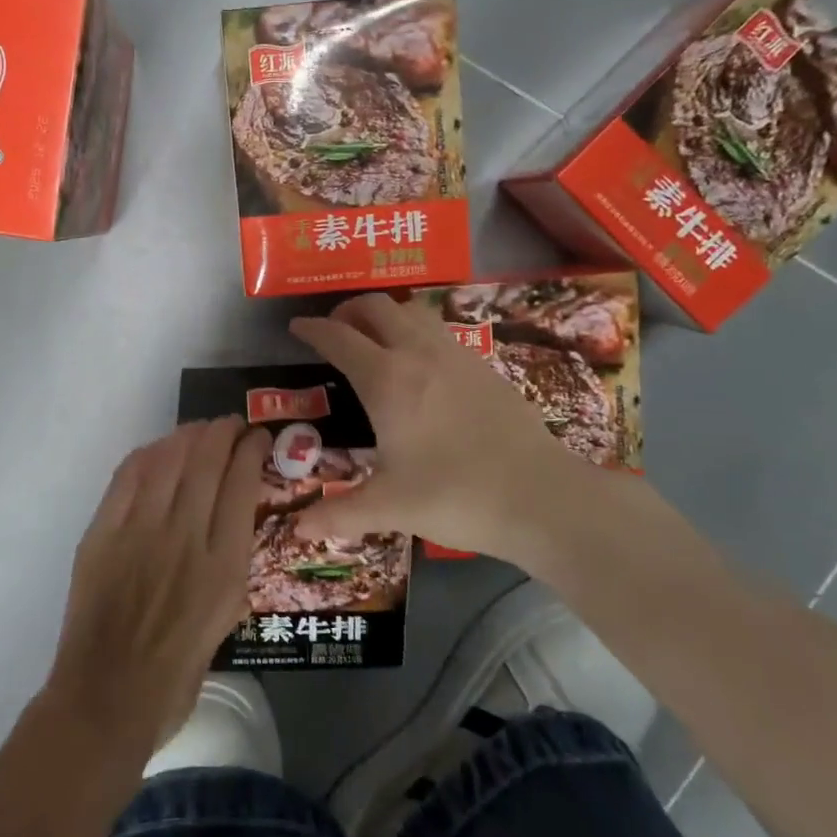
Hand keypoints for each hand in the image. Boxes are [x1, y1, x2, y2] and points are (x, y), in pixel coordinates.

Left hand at [43, 418, 270, 760]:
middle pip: (207, 460)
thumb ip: (232, 561)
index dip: (251, 450)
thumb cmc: (178, 671)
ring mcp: (140, 530)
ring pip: (169, 459)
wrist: (109, 696)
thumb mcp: (228, 617)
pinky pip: (129, 476)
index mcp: (224, 564)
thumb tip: (230, 516)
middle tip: (231, 425)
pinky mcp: (103, 532)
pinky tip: (160, 449)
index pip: (242, 483)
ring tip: (200, 430)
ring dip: (189, 435)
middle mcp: (186, 536)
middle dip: (224, 432)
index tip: (258, 438)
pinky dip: (149, 453)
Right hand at [290, 293, 656, 573]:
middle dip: (349, 309)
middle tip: (336, 329)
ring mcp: (457, 355)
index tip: (297, 326)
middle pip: (377, 307)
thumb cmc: (454, 496)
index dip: (313, 329)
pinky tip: (421, 365)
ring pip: (413, 311)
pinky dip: (416, 331)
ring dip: (386, 314)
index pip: (339, 338)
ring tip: (375, 339)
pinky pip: (439, 331)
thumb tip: (296, 529)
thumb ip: (339, 513)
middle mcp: (419, 354)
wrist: (540, 496)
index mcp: (386, 381)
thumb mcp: (389, 507)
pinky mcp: (485, 366)